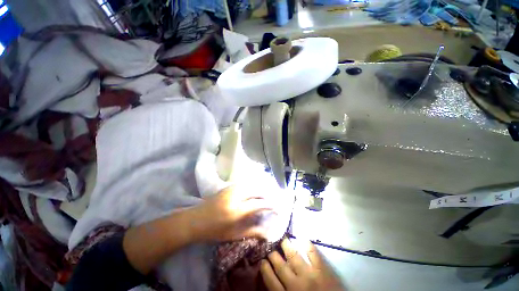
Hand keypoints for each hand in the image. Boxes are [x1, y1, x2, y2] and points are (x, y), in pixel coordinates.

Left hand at [190, 186, 274, 241]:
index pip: (259, 203)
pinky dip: (253, 186)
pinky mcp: (228, 186)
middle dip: (267, 195)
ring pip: (251, 185)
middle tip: (272, 201)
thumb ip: (252, 232)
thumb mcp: (234, 235)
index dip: (270, 205)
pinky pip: (245, 184)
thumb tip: (268, 233)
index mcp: (236, 211)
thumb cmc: (214, 231)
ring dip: (261, 189)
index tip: (277, 208)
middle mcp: (235, 196)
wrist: (195, 220)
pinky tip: (255, 191)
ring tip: (266, 196)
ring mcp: (231, 189)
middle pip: (257, 190)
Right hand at [260, 238, 344, 290]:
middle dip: (273, 255)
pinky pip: (313, 254)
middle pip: (280, 266)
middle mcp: (295, 284)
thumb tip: (272, 280)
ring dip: (286, 246)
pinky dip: (308, 245)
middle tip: (270, 246)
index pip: (271, 280)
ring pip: (293, 257)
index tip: (262, 260)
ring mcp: (309, 275)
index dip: (265, 269)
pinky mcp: (322, 271)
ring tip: (282, 238)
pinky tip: (303, 238)